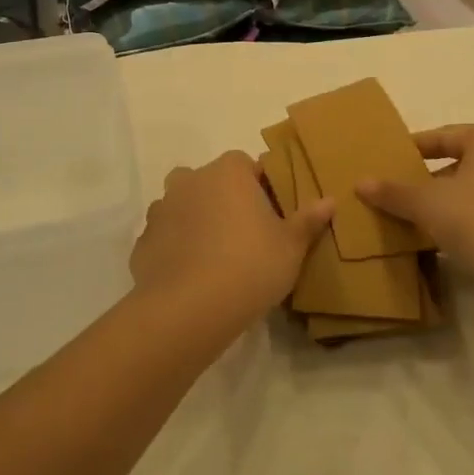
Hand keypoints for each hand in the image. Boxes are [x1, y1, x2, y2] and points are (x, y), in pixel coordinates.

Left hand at [131, 151, 333, 328]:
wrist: (189, 309)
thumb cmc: (250, 266)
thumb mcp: (291, 247)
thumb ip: (308, 220)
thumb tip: (329, 200)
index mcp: (228, 172)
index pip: (246, 165)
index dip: (259, 187)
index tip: (269, 215)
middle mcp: (191, 180)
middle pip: (211, 182)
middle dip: (223, 200)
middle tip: (243, 236)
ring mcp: (162, 209)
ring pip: (183, 206)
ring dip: (195, 221)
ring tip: (214, 257)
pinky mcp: (143, 240)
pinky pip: (165, 237)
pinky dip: (174, 248)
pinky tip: (189, 275)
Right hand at [359, 125, 473, 305]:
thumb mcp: (428, 205)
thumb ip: (394, 192)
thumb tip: (359, 183)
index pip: (443, 136)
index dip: (413, 149)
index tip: (390, 161)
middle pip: (462, 161)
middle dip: (431, 177)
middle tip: (402, 191)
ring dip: (450, 200)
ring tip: (420, 217)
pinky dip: (471, 217)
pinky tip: (450, 238)